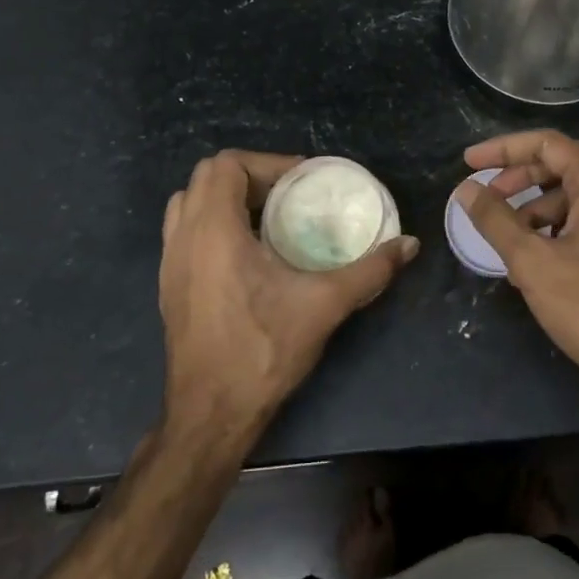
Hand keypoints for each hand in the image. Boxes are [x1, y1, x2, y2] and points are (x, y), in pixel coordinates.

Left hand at [158, 151, 418, 442]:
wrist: (210, 416)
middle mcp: (184, 239)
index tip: (302, 181)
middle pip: (206, 177)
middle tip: (289, 195)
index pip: (226, 165)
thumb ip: (370, 270)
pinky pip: (183, 231)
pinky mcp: (169, 286)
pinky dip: (212, 223)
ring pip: (188, 203)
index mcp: (214, 232)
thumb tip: (409, 244)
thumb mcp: (325, 305)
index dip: (266, 163)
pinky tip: (247, 252)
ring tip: (267, 216)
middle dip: (250, 175)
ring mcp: (170, 263)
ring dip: (225, 197)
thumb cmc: (262, 351)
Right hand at [457, 131, 578, 406]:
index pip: (548, 144)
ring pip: (568, 200)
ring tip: (504, 238)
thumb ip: (496, 221)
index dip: (505, 148)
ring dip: (531, 209)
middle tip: (485, 197)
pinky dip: (550, 232)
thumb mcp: (533, 262)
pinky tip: (530, 263)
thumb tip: (465, 190)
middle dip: (517, 178)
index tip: (470, 163)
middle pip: (559, 168)